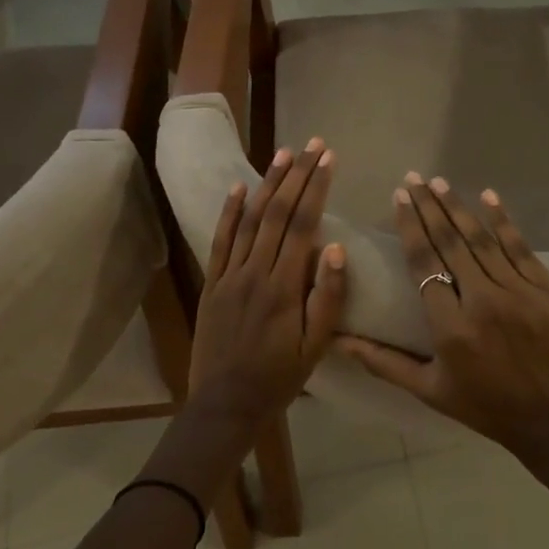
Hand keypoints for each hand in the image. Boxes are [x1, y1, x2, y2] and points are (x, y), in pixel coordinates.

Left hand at [188, 138, 347, 424]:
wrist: (225, 404)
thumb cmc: (279, 378)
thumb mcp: (315, 347)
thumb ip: (327, 297)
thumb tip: (336, 247)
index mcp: (285, 286)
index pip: (304, 225)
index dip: (317, 188)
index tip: (328, 158)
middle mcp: (256, 272)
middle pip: (278, 213)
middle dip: (297, 175)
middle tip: (312, 144)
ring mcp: (230, 275)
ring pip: (251, 219)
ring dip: (268, 184)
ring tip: (283, 153)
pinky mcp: (212, 283)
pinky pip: (220, 241)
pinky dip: (229, 212)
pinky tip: (240, 187)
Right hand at [338, 175, 548, 493]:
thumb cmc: (488, 408)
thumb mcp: (430, 390)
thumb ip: (383, 362)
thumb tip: (338, 343)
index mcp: (450, 327)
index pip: (424, 263)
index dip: (410, 226)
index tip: (399, 197)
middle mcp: (482, 301)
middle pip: (450, 243)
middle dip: (429, 206)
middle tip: (414, 178)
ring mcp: (519, 293)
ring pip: (482, 240)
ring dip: (458, 207)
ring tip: (439, 181)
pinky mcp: (548, 291)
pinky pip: (521, 248)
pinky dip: (504, 221)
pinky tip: (489, 197)